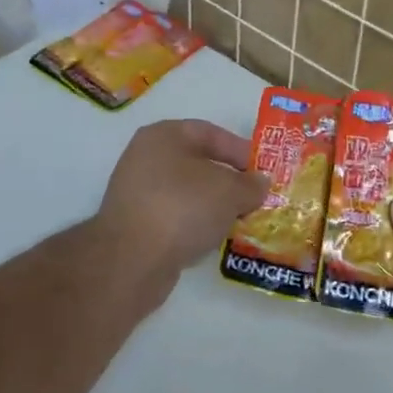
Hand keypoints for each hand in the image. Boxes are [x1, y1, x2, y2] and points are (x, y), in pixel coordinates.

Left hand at [96, 119, 267, 291]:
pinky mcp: (133, 224)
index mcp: (164, 135)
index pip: (209, 133)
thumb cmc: (183, 207)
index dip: (239, 149)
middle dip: (227, 180)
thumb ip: (250, 185)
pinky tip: (211, 238)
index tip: (261, 170)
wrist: (131, 259)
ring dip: (212, 204)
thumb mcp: (230, 191)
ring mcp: (136, 192)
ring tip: (237, 220)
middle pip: (196, 163)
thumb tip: (260, 183)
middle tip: (253, 196)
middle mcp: (145, 157)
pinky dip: (193, 223)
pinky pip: (173, 216)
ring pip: (185, 192)